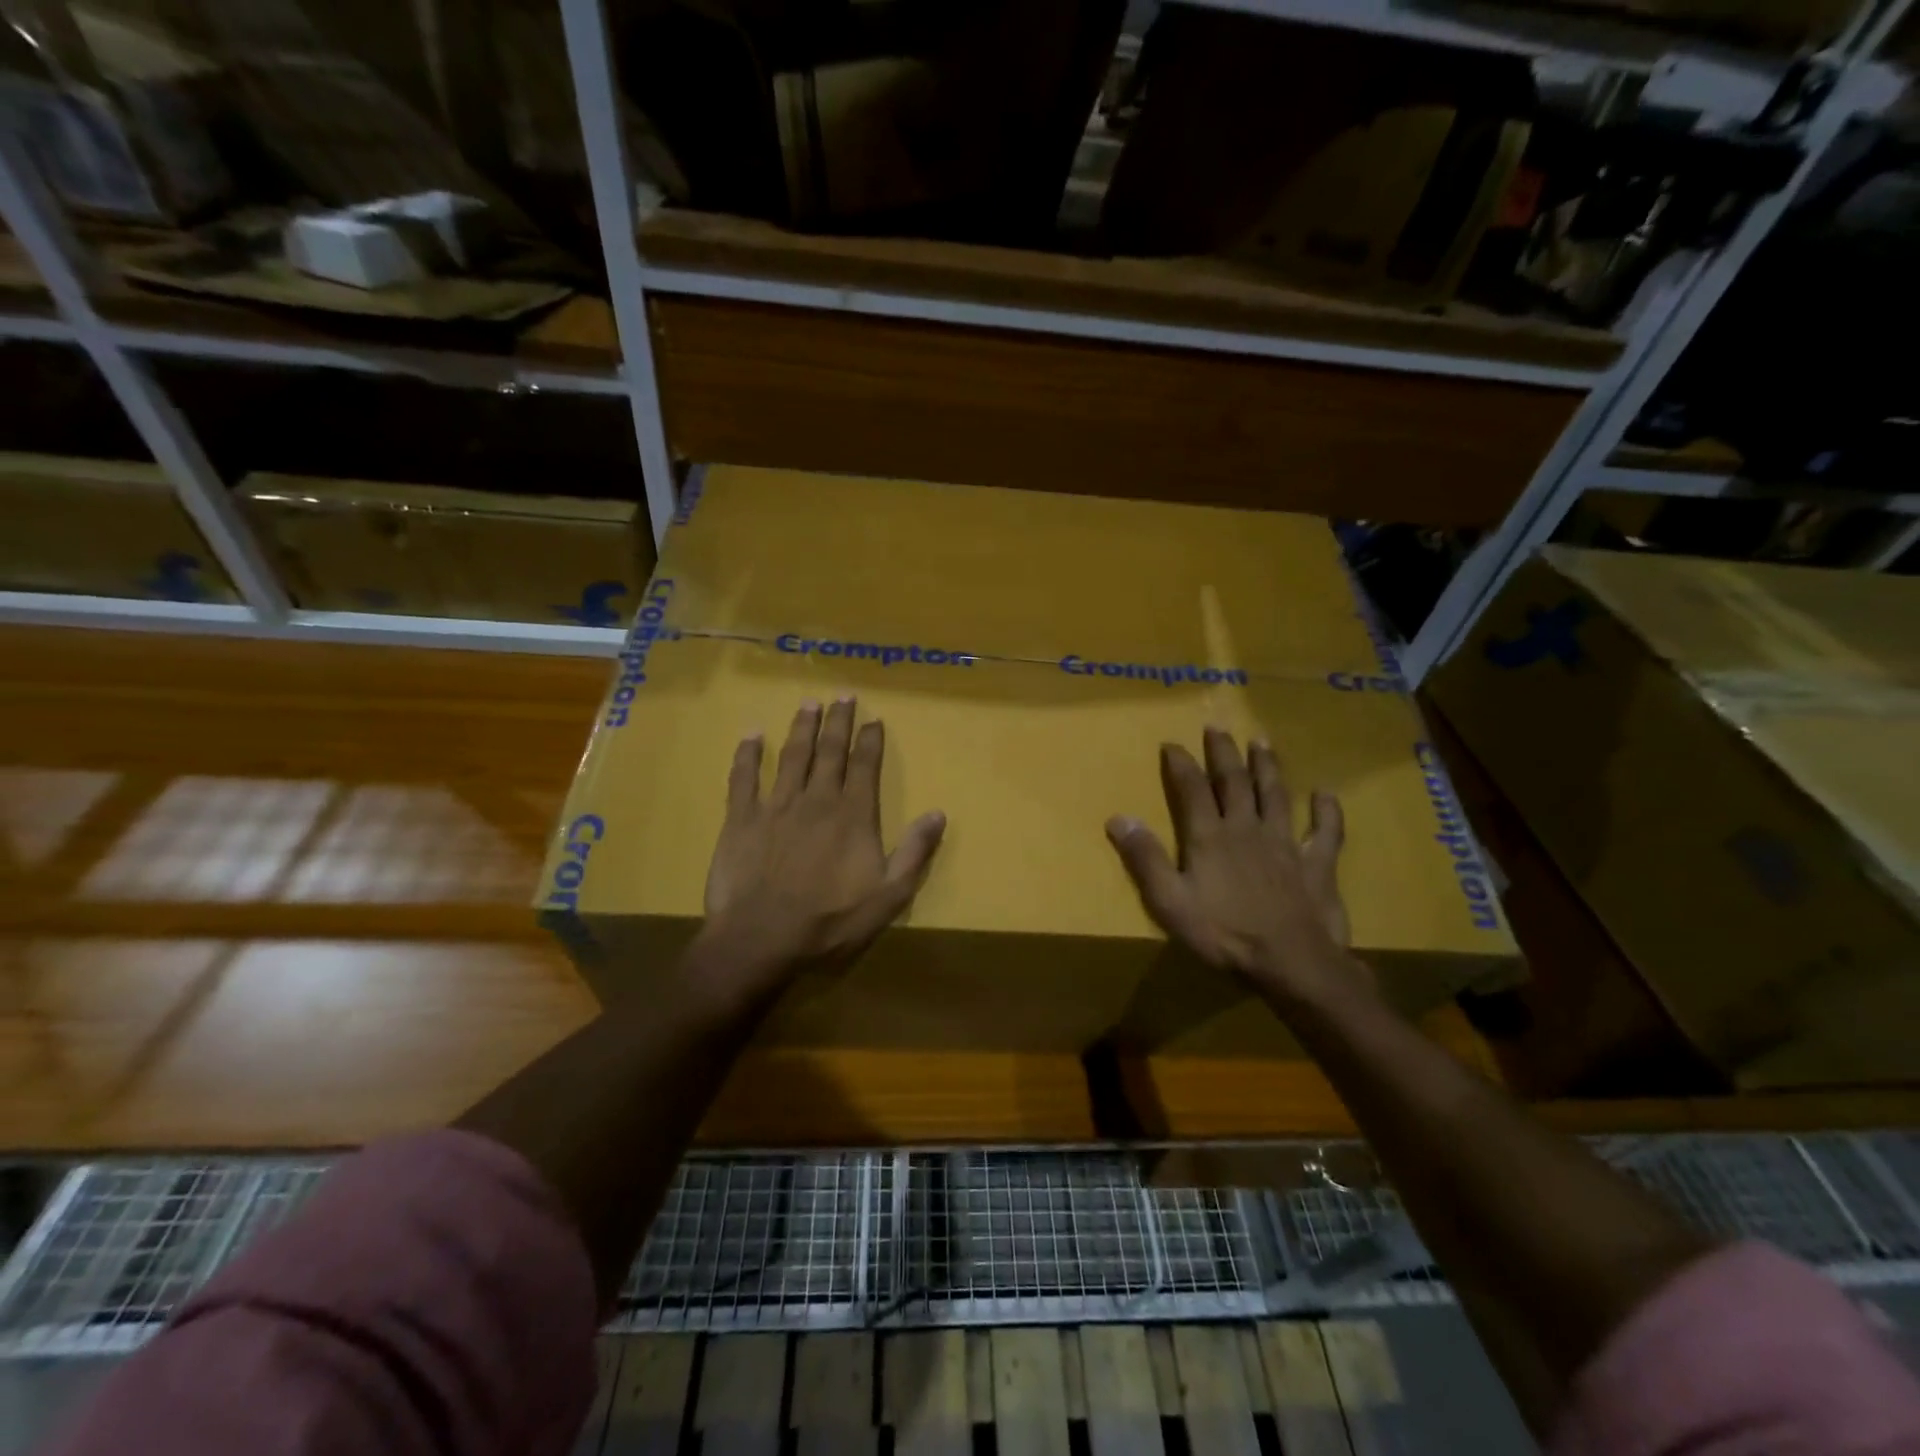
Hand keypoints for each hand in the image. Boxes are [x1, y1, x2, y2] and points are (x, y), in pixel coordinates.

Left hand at [698, 698, 945, 998]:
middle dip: (838, 722)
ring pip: (792, 756)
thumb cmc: (830, 922)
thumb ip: (914, 852)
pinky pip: (743, 778)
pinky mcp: (741, 820)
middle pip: (829, 751)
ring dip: (801, 728)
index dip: (870, 740)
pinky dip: (748, 755)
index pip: (864, 766)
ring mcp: (776, 807)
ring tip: (808, 704)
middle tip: (843, 696)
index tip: (873, 719)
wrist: (762, 939)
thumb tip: (938, 813)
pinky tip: (752, 735)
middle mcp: (816, 800)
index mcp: (853, 816)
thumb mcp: (888, 896)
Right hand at [1105, 727, 1357, 997]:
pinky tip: (1325, 793)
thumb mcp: (1170, 901)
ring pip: (1276, 795)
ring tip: (1262, 742)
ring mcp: (1286, 844)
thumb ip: (1145, 858)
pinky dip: (1327, 811)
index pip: (1192, 790)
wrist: (1291, 961)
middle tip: (1218, 727)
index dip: (1181, 764)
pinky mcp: (1317, 864)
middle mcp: (1247, 829)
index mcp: (1211, 837)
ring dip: (1268, 768)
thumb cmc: (1224, 933)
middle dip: (1224, 753)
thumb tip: (1118, 818)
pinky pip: (1325, 832)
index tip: (1172, 743)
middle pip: (1234, 782)